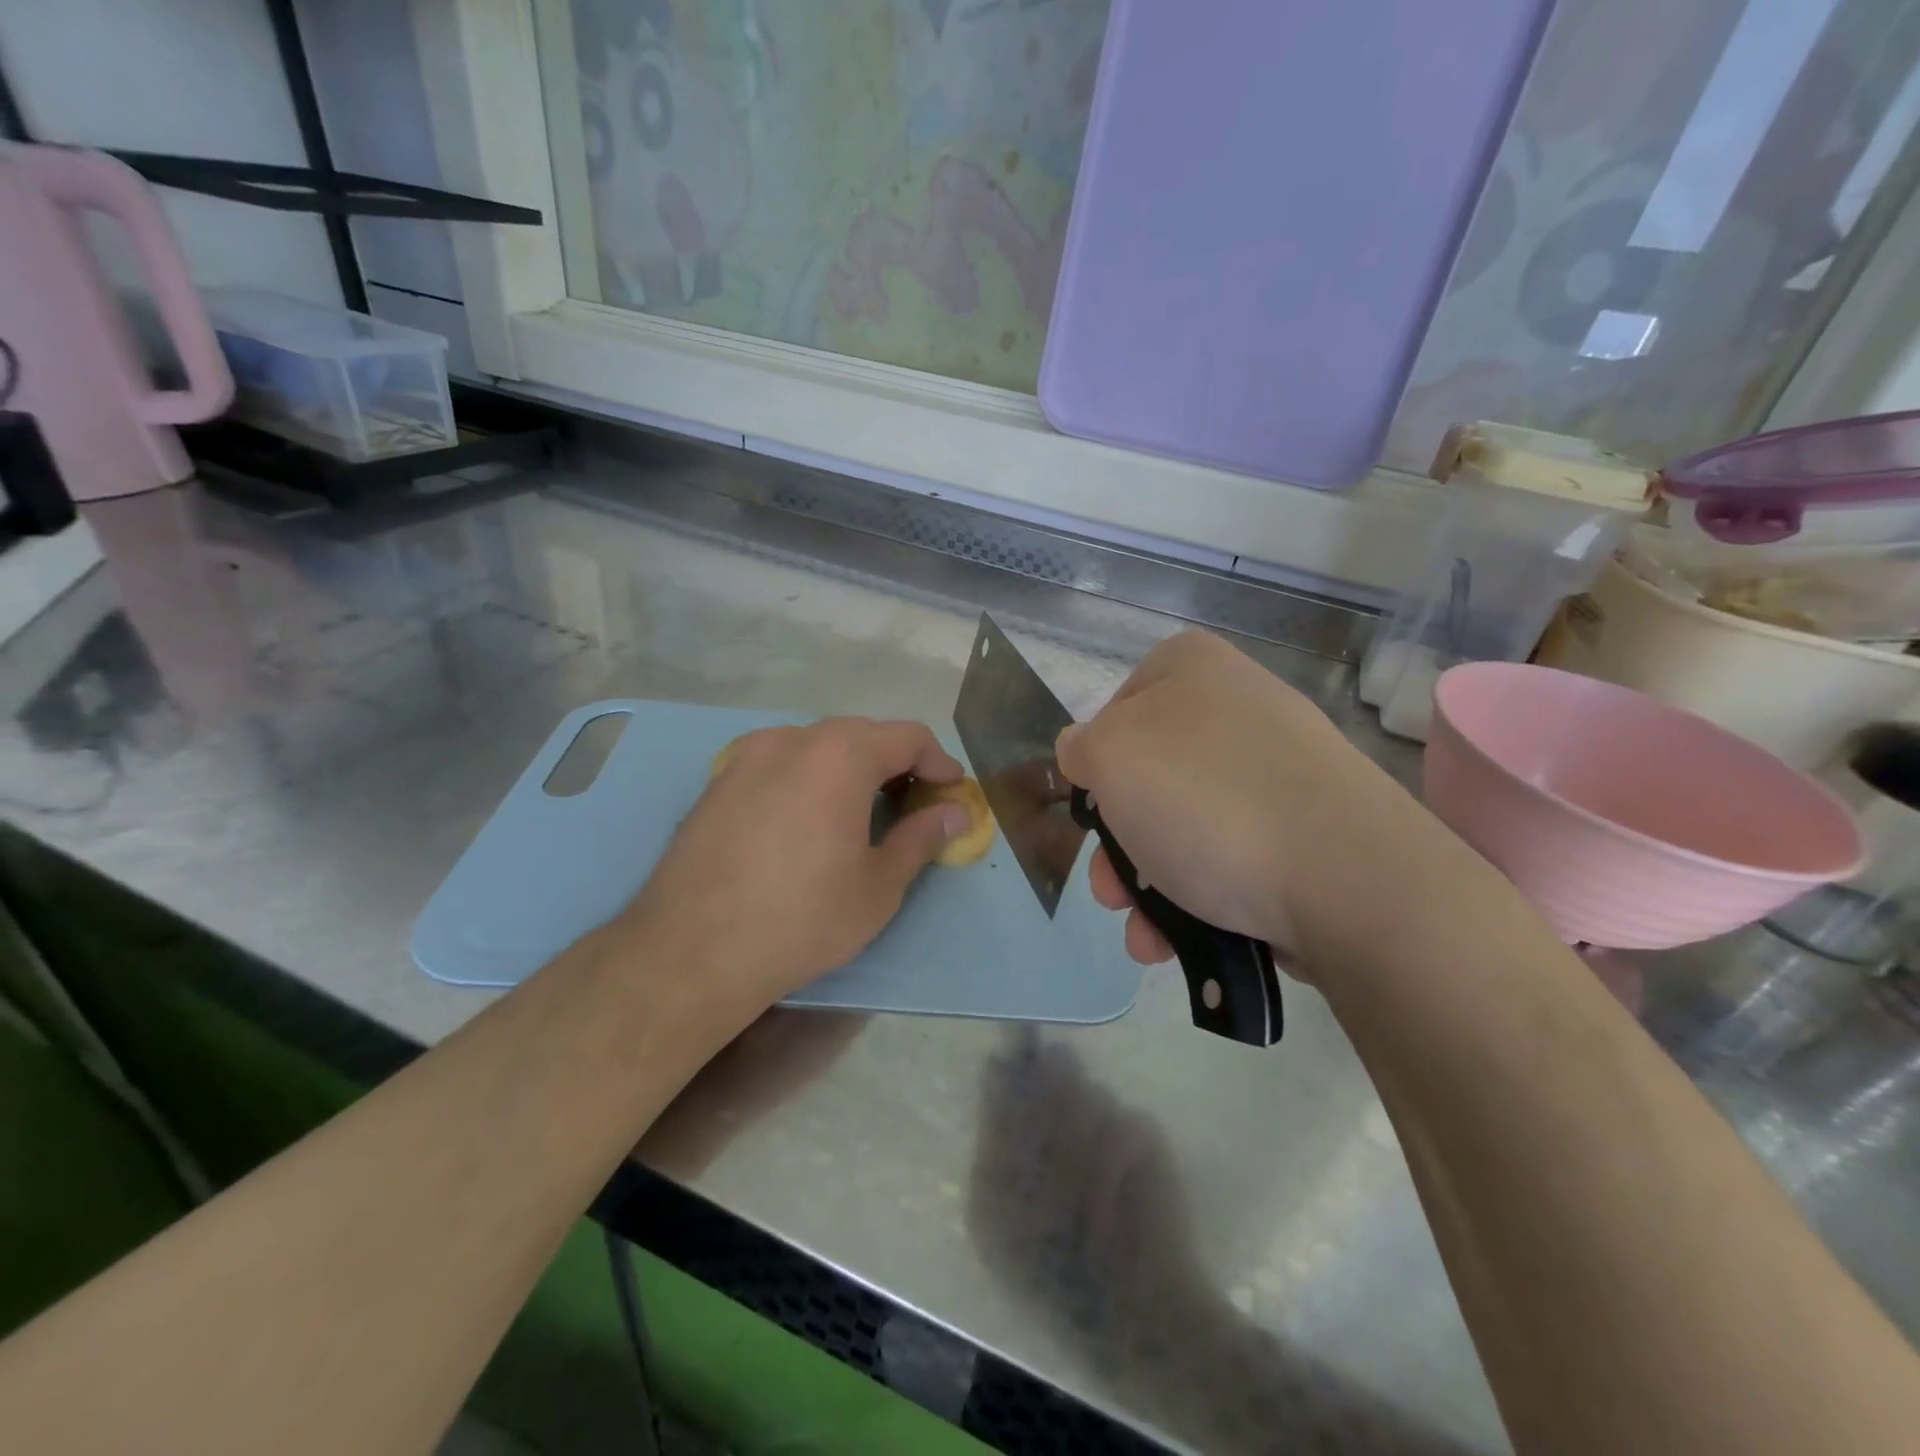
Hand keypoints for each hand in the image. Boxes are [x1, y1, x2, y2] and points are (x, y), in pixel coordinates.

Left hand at [616, 718, 969, 1025]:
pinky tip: (808, 816)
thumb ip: (921, 838)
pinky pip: (780, 761)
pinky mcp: (719, 780)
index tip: (951, 792)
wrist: (691, 950)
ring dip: (851, 765)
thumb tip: (954, 814)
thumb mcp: (878, 886)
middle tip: (913, 803)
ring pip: (817, 744)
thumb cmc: (802, 919)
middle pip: (862, 733)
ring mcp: (748, 755)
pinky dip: (810, 775)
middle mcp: (794, 739)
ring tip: (862, 809)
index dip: (938, 761)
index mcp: (841, 755)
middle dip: (896, 761)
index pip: (908, 736)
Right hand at [1058, 631, 1450, 973]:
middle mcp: (1239, 708)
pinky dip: (1197, 896)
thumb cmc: (1204, 797)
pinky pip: (1231, 855)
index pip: (1117, 706)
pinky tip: (1176, 941)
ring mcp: (1278, 771)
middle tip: (1108, 888)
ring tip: (1143, 933)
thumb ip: (1081, 747)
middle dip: (1118, 844)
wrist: (1344, 877)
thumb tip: (1086, 753)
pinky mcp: (1307, 830)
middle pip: (1150, 777)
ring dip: (1148, 884)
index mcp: (1193, 668)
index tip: (1095, 806)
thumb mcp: (1108, 756)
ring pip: (1185, 825)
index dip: (1097, 762)